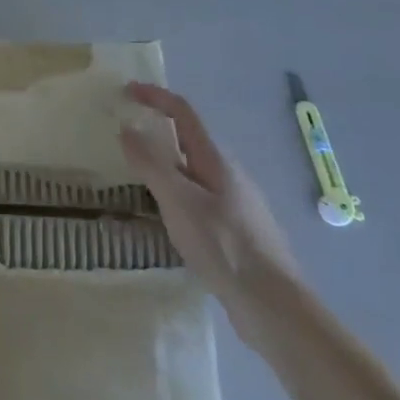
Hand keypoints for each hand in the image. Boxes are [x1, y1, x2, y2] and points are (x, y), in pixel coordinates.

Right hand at [119, 82, 298, 321]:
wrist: (276, 308)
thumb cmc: (225, 247)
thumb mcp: (179, 202)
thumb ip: (151, 164)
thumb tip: (127, 127)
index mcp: (216, 160)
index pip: (183, 113)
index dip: (155, 97)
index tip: (126, 91)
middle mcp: (228, 175)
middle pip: (189, 141)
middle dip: (157, 133)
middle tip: (124, 143)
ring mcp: (236, 205)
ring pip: (193, 173)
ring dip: (164, 167)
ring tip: (135, 181)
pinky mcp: (237, 232)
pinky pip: (198, 200)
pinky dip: (175, 196)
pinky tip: (165, 220)